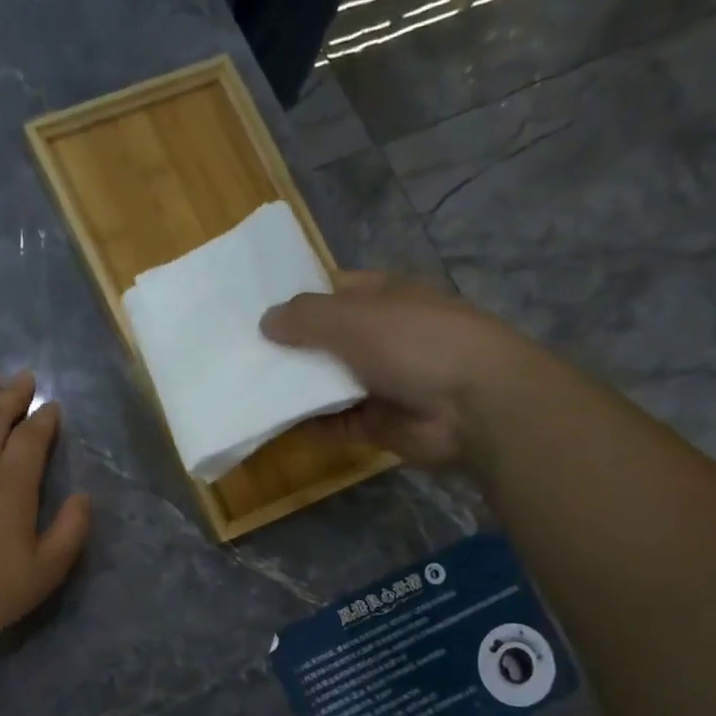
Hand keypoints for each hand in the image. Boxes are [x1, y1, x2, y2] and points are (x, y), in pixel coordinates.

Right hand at [260, 271, 534, 468]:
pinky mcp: (376, 423)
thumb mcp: (352, 317)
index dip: (299, 300)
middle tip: (242, 355)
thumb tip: (265, 321)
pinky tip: (274, 421)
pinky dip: (307, 423)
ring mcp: (381, 382)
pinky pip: (333, 422)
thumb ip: (305, 317)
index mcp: (385, 298)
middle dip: (290, 347)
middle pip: (327, 340)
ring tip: (248, 389)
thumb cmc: (414, 343)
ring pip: (327, 383)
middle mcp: (383, 337)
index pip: (336, 292)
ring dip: (295, 387)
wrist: (473, 406)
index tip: (258, 314)